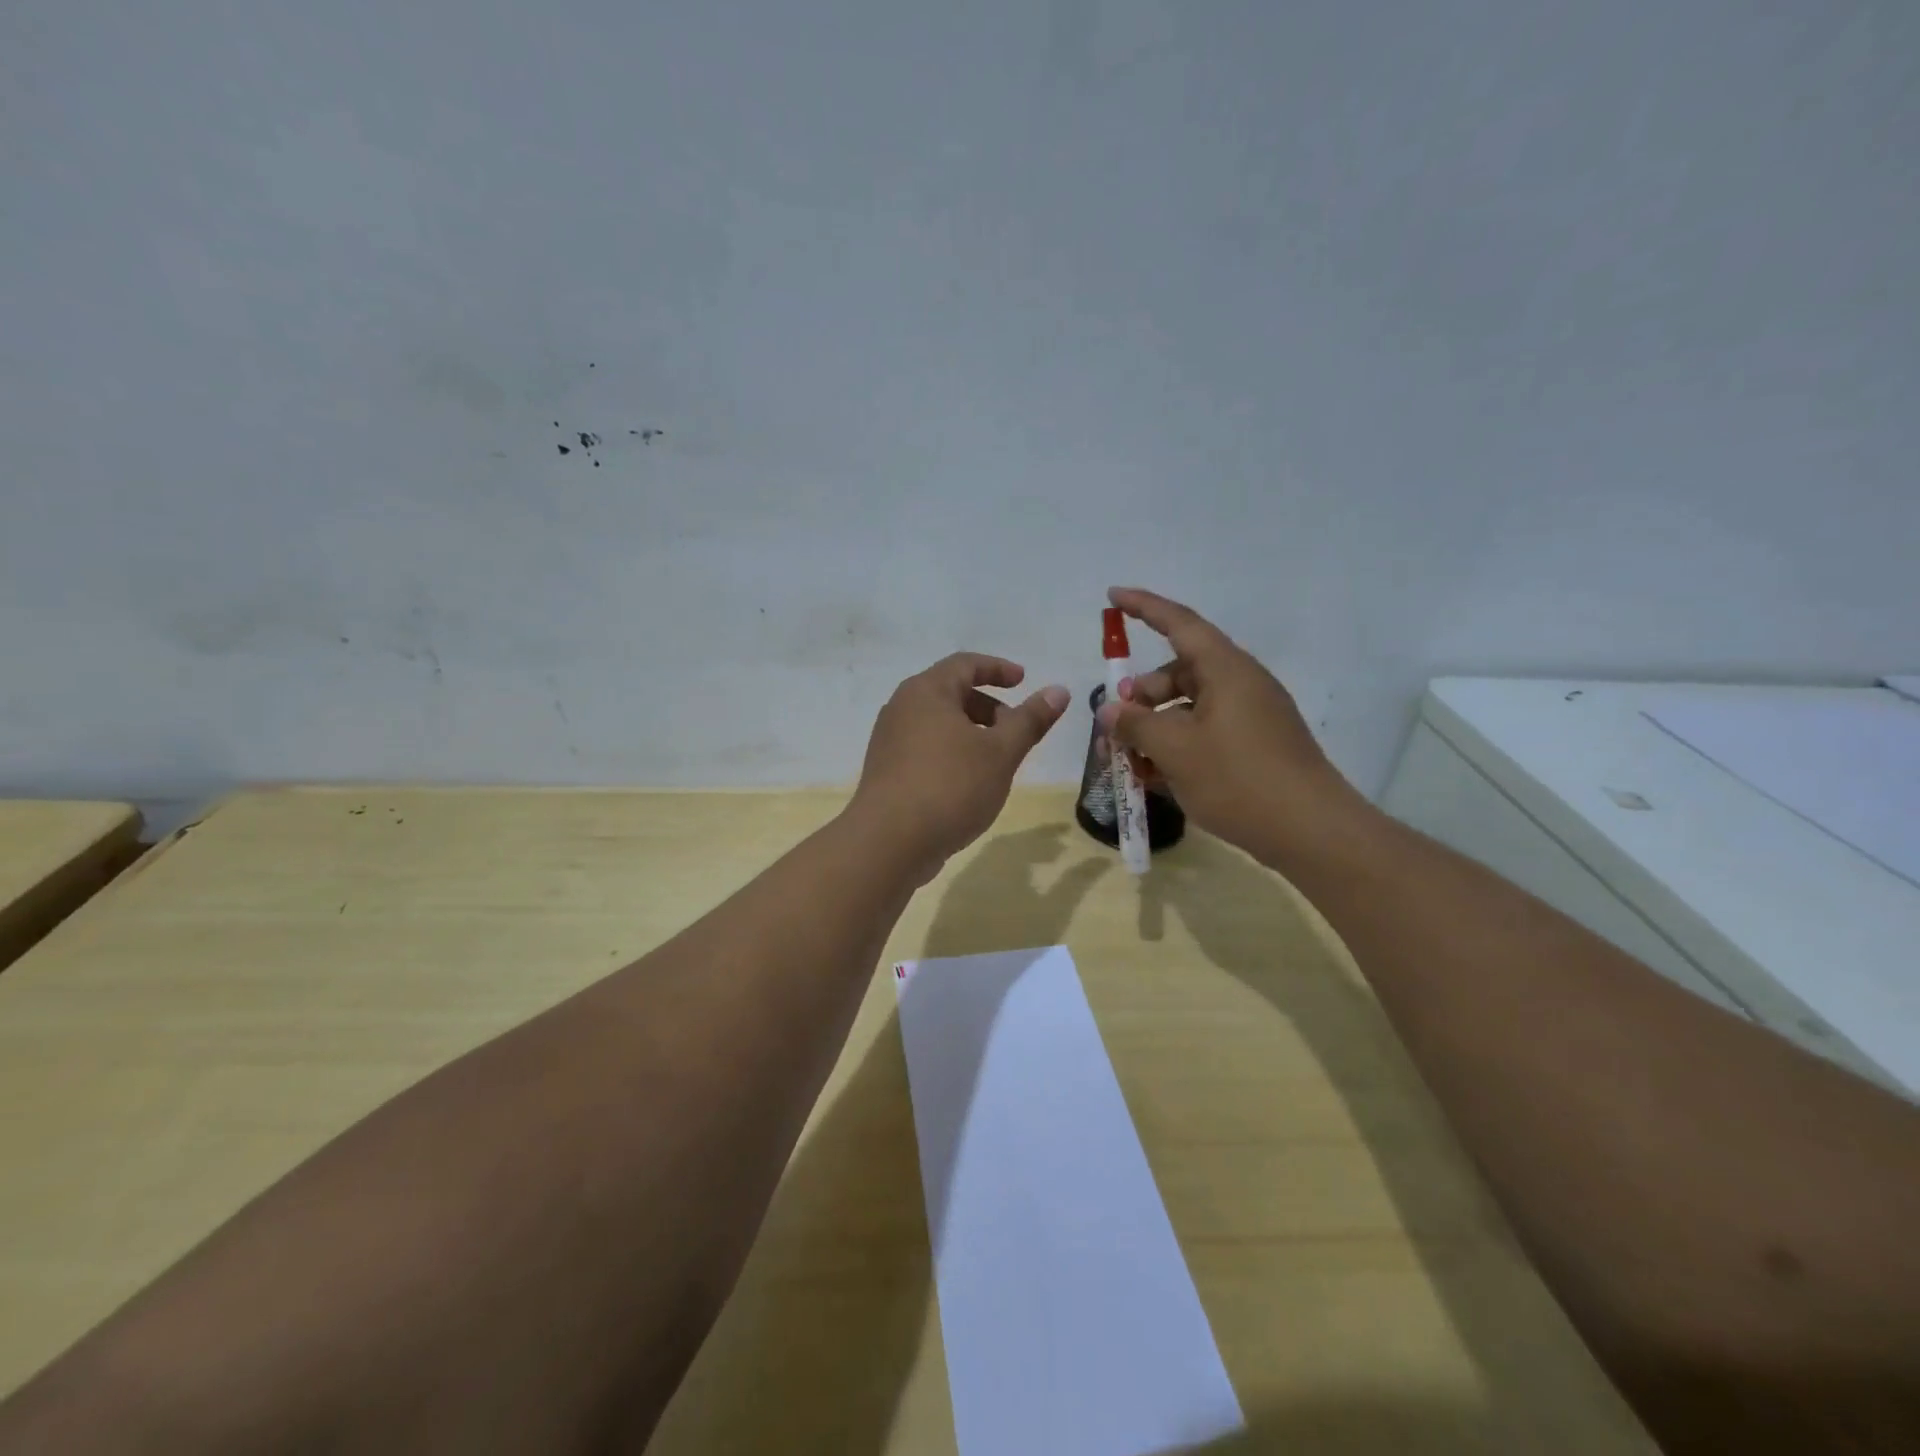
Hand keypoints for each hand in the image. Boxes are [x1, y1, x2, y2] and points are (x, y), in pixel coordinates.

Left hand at [850, 653, 1070, 882]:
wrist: (889, 843)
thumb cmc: (950, 786)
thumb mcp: (1001, 752)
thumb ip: (1030, 720)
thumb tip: (1059, 691)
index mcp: (926, 691)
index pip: (965, 664)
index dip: (998, 668)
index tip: (1023, 680)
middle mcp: (901, 708)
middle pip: (950, 693)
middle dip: (988, 707)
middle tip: (1015, 731)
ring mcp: (889, 741)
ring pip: (938, 724)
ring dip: (971, 733)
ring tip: (996, 762)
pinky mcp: (886, 771)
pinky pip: (925, 748)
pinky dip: (952, 753)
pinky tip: (968, 784)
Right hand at [1095, 588, 1367, 864]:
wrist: (1311, 832)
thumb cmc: (1239, 779)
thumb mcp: (1176, 750)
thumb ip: (1136, 724)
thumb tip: (1110, 710)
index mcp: (1226, 670)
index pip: (1179, 623)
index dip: (1144, 607)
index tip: (1112, 596)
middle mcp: (1240, 685)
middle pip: (1179, 672)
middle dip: (1141, 694)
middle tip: (1114, 724)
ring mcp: (1250, 717)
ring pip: (1188, 708)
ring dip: (1154, 727)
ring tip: (1128, 761)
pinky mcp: (1254, 747)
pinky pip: (1205, 733)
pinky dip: (1177, 747)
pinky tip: (1154, 778)